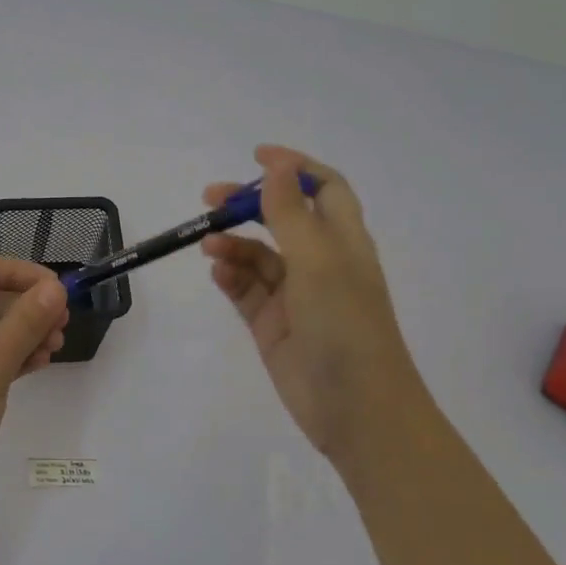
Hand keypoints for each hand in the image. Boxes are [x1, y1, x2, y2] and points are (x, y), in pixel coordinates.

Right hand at [201, 145, 422, 459]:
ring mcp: (294, 295)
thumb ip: (291, 212)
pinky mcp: (271, 324)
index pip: (323, 189)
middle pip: (281, 219)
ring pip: (257, 255)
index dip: (294, 168)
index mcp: (343, 241)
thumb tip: (278, 163)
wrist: (356, 408)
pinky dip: (230, 276)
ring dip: (233, 243)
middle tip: (211, 199)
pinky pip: (245, 289)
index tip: (256, 156)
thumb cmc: (345, 325)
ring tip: (209, 245)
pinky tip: (218, 272)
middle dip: (248, 205)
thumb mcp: (318, 261)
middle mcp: (320, 263)